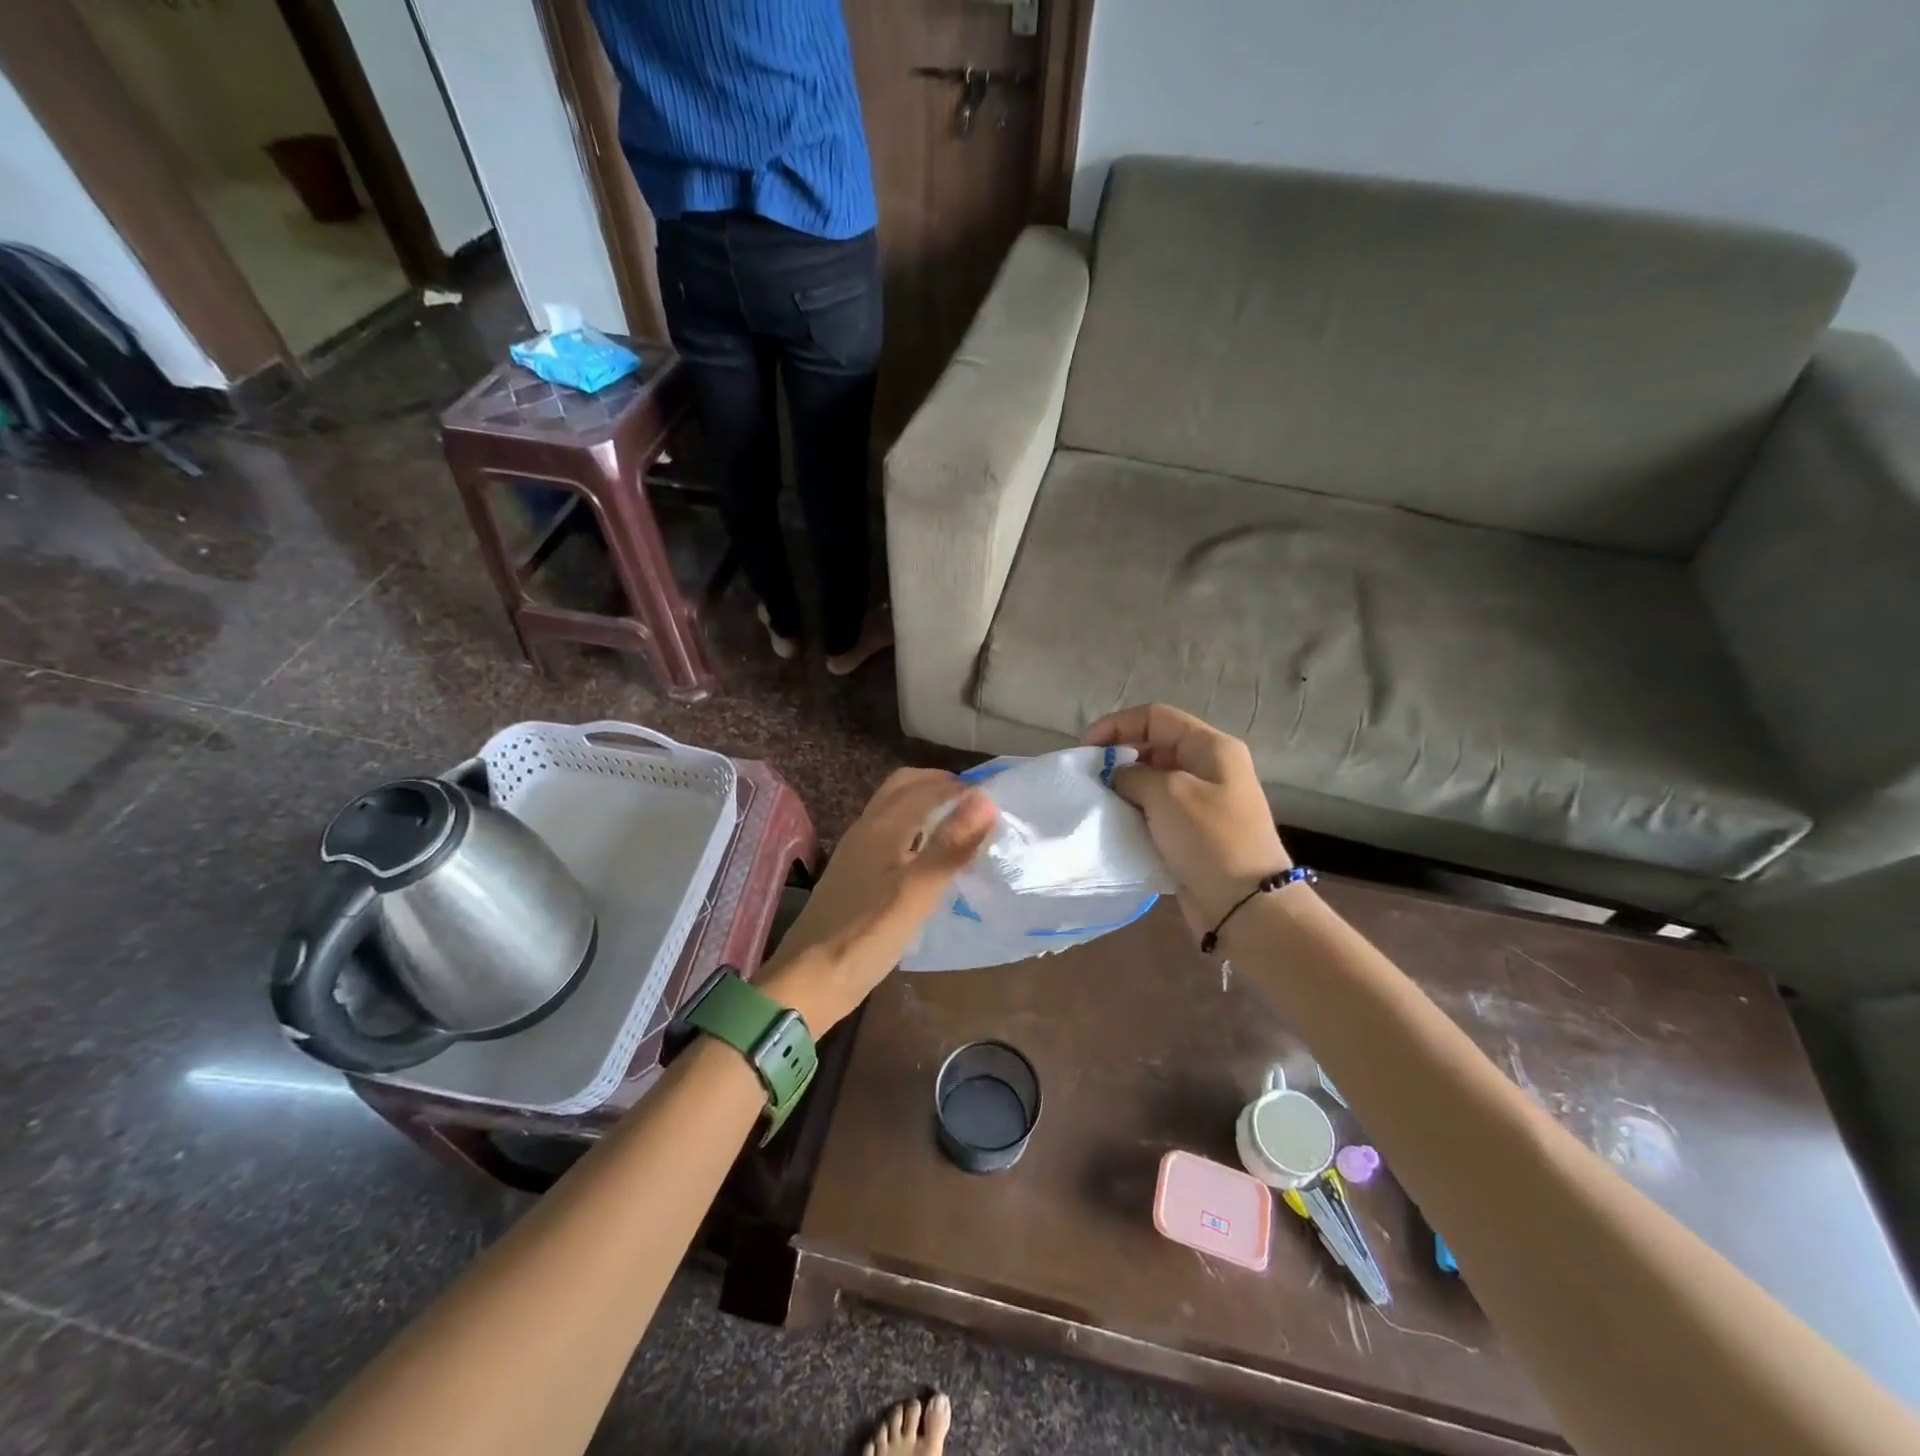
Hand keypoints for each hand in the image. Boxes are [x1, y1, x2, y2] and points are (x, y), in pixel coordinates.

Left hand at [759, 769, 997, 1029]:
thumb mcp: (917, 892)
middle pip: (903, 787)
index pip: (924, 786)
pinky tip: (928, 859)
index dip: (960, 786)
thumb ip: (950, 846)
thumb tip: (985, 798)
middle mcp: (866, 829)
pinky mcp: (854, 874)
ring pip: (894, 810)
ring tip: (959, 828)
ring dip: (925, 806)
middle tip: (975, 805)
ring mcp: (856, 852)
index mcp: (882, 826)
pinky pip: (889, 834)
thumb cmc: (867, 935)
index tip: (996, 798)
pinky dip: (914, 830)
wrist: (810, 980)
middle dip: (939, 786)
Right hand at [1085, 704, 1290, 933]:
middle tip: (1088, 778)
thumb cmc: (1209, 839)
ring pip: (1152, 780)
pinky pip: (1156, 810)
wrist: (1244, 904)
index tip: (1085, 750)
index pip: (1155, 717)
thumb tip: (1119, 776)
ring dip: (1123, 787)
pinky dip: (1134, 812)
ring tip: (1096, 800)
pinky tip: (1114, 822)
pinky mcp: (1192, 831)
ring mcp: (1202, 801)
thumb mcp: (1167, 793)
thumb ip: (1134, 774)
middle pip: (1153, 745)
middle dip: (1117, 756)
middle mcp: (1208, 768)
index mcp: (1210, 747)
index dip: (1116, 725)